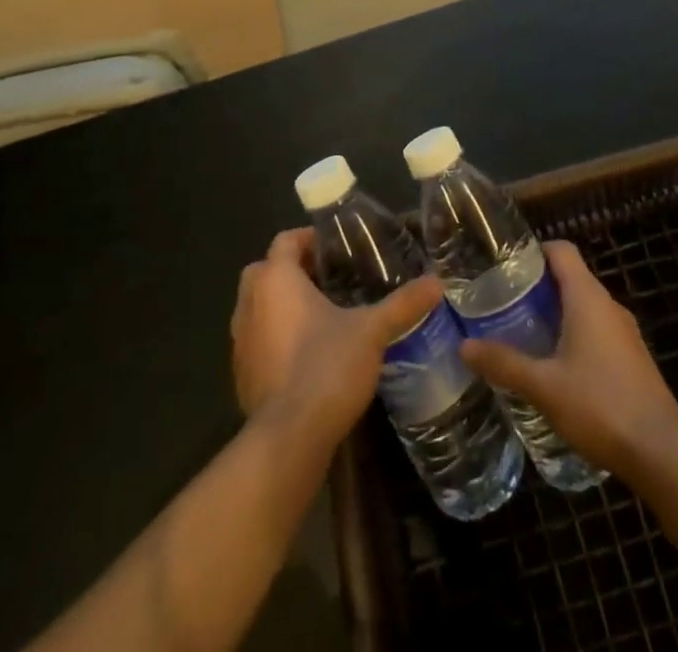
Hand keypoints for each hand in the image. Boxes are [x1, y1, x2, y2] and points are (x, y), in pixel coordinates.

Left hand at [231, 228, 444, 450]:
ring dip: (281, 305)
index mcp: (276, 280)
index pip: (286, 240)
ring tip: (321, 314)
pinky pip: (257, 341)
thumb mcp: (372, 331)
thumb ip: (402, 304)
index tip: (337, 248)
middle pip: (265, 270)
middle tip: (329, 278)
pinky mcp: (241, 375)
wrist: (289, 439)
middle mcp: (250, 303)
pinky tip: (307, 353)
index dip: (309, 238)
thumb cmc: (326, 366)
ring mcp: (240, 342)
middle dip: (292, 270)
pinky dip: (275, 338)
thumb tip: (437, 282)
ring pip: (257, 307)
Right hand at [459, 240, 677, 478]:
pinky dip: (574, 336)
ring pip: (584, 307)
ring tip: (523, 336)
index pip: (562, 250)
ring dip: (556, 314)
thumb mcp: (544, 386)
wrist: (660, 452)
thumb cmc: (599, 405)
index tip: (505, 267)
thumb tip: (464, 346)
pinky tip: (556, 367)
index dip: (534, 251)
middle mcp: (609, 305)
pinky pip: (598, 331)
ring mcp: (625, 332)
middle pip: (571, 278)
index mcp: (588, 297)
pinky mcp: (633, 358)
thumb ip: (504, 364)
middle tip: (504, 306)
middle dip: (538, 288)